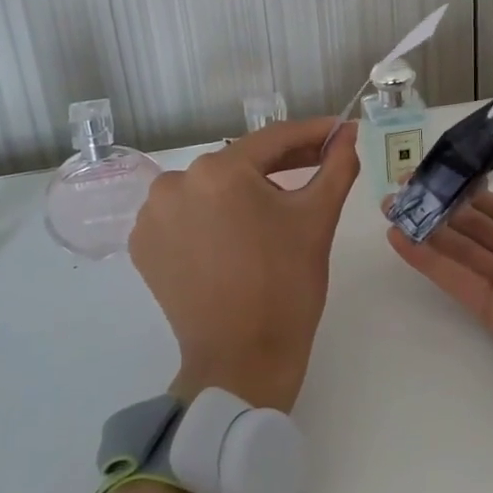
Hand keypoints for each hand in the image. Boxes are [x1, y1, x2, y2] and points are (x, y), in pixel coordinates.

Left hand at [130, 118, 359, 412]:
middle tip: (320, 164)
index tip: (340, 132)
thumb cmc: (287, 285)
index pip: (274, 140)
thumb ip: (337, 166)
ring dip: (245, 190)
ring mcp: (152, 216)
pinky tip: (240, 231)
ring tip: (279, 205)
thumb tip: (349, 133)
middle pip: (241, 163)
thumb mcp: (318, 218)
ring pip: (213, 187)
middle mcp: (175, 183)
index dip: (312, 134)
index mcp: (219, 172)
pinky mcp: (143, 245)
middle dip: (282, 164)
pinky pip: (188, 213)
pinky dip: (214, 215)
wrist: (242, 360)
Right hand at [386, 89, 492, 471]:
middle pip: (482, 225)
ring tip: (391, 205)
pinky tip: (399, 236)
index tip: (445, 160)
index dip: (478, 180)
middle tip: (405, 183)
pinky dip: (428, 258)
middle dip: (446, 203)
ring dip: (430, 227)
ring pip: (465, 249)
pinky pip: (457, 279)